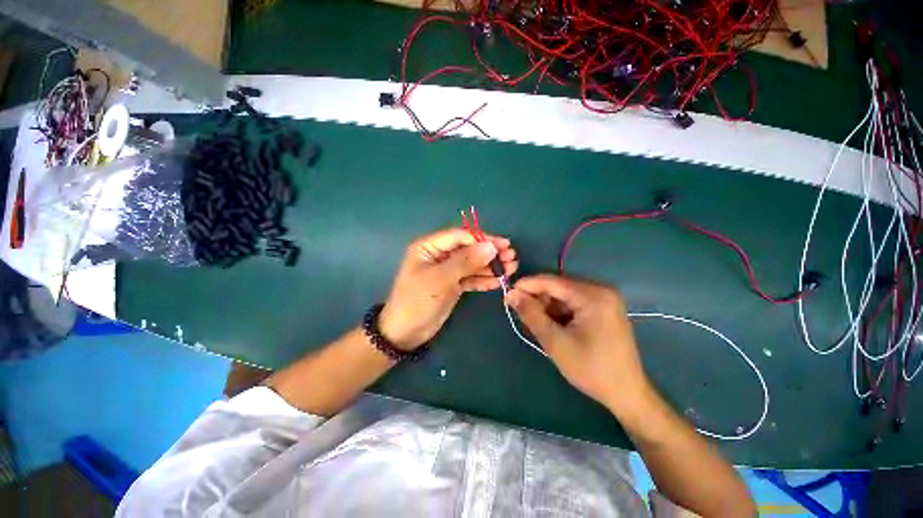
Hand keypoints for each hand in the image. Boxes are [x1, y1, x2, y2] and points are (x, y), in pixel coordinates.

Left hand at [379, 228, 517, 350]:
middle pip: (468, 249)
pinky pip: (471, 278)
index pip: (460, 236)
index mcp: (429, 247)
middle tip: (511, 257)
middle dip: (489, 253)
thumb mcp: (440, 280)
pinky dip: (484, 279)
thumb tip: (490, 247)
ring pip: (472, 264)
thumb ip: (465, 262)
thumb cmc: (417, 301)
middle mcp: (439, 255)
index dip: (482, 239)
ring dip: (491, 266)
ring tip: (512, 268)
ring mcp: (447, 271)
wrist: (405, 333)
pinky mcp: (453, 284)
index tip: (502, 245)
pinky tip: (499, 281)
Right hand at [505, 275, 650, 415]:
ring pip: (564, 295)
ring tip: (537, 326)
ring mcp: (604, 299)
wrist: (626, 393)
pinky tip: (552, 327)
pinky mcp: (603, 308)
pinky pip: (573, 303)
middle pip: (558, 287)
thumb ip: (531, 314)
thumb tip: (511, 294)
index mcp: (593, 295)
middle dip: (538, 300)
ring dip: (547, 308)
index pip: (551, 282)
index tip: (507, 294)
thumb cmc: (591, 369)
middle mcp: (600, 290)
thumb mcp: (555, 341)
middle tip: (521, 316)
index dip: (527, 286)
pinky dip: (559, 313)